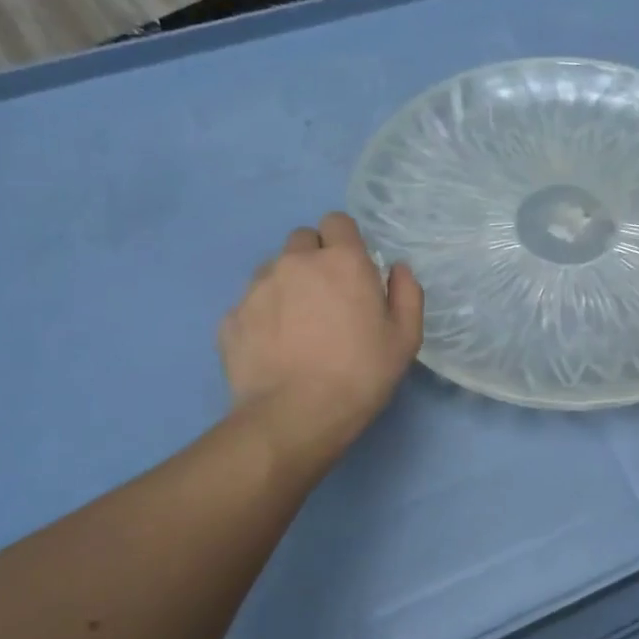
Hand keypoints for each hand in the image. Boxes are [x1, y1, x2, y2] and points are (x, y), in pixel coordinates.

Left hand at [218, 213, 423, 468]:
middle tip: (328, 298)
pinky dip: (263, 317)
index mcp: (341, 261)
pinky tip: (275, 349)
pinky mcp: (232, 317)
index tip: (352, 269)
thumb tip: (397, 269)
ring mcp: (257, 288)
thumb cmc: (361, 374)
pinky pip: (250, 304)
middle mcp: (295, 262)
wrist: (295, 415)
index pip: (337, 222)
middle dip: (314, 258)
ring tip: (298, 326)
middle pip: (302, 240)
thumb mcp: (405, 338)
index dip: (345, 241)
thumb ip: (406, 293)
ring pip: (273, 270)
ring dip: (287, 285)